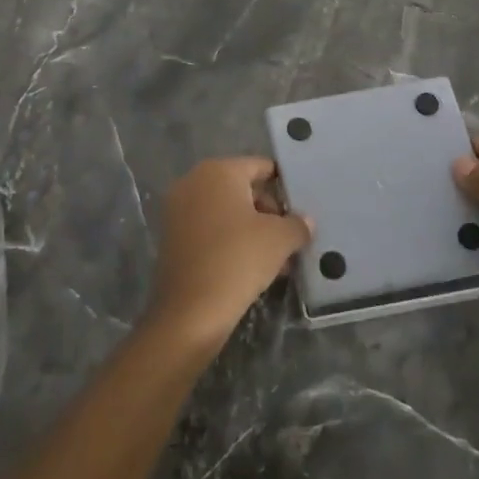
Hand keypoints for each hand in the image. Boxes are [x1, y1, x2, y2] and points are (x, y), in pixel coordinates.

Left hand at [142, 157, 310, 359]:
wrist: (190, 311)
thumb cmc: (238, 259)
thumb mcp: (280, 239)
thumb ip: (297, 224)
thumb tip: (305, 221)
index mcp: (218, 171)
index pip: (260, 166)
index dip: (283, 184)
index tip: (301, 205)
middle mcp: (193, 182)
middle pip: (242, 189)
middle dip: (269, 211)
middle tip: (291, 235)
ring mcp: (179, 210)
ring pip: (227, 212)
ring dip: (253, 230)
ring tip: (280, 257)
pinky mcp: (173, 238)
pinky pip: (211, 230)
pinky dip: (232, 242)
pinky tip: (255, 267)